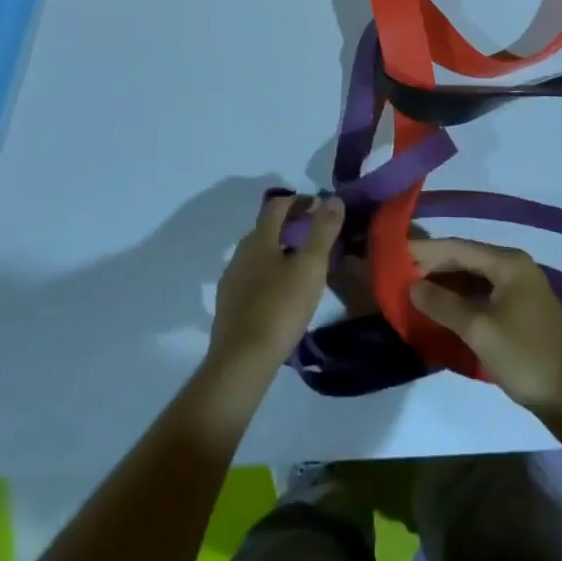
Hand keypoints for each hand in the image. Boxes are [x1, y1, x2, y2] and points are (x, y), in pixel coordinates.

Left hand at [208, 194, 343, 378]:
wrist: (241, 362)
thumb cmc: (279, 308)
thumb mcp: (310, 267)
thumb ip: (322, 231)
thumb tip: (333, 198)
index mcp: (259, 239)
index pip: (277, 206)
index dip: (298, 201)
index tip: (319, 206)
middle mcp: (240, 254)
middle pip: (265, 229)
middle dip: (289, 225)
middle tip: (314, 234)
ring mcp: (231, 281)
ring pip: (257, 256)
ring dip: (278, 251)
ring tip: (301, 266)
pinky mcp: (228, 307)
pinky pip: (251, 279)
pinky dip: (268, 275)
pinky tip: (281, 294)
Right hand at [409, 237, 561, 425]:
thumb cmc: (526, 357)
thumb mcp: (479, 330)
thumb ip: (444, 304)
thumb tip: (412, 286)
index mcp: (508, 262)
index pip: (458, 247)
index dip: (426, 251)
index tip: (396, 254)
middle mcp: (515, 266)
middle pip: (466, 259)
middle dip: (434, 267)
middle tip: (400, 273)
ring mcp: (520, 288)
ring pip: (474, 277)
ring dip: (446, 284)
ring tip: (414, 290)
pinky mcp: (521, 310)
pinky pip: (484, 294)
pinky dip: (462, 299)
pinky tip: (442, 308)